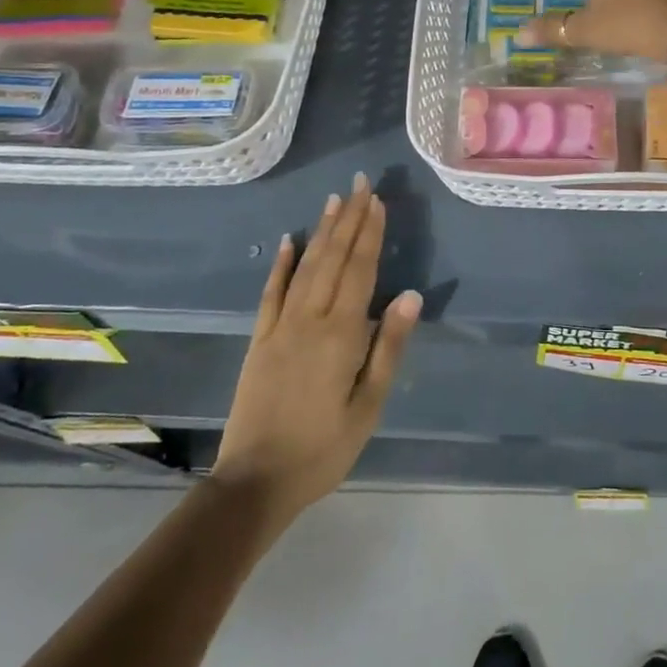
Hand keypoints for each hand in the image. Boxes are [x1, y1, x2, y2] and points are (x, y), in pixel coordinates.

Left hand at [214, 175, 421, 525]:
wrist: (256, 482)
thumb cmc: (324, 448)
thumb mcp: (369, 405)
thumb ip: (388, 347)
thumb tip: (410, 295)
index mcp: (341, 334)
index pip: (360, 270)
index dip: (370, 233)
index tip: (377, 201)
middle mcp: (310, 319)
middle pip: (333, 259)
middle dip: (348, 219)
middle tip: (359, 184)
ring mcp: (280, 327)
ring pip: (305, 267)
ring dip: (321, 232)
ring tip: (333, 201)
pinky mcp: (259, 340)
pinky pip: (271, 294)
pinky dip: (281, 265)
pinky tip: (288, 241)